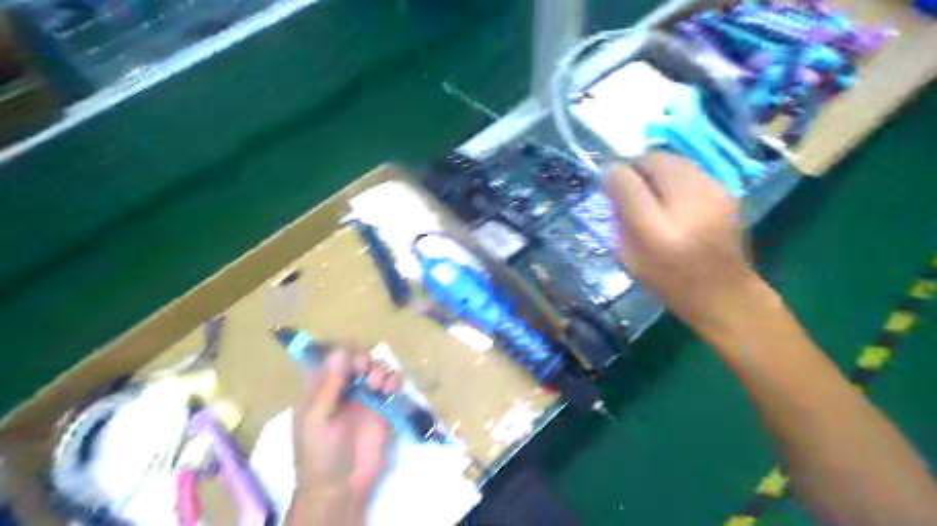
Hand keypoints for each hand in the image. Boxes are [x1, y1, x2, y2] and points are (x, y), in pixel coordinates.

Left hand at [288, 346, 400, 523]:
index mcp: (321, 389)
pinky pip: (392, 383)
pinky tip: (390, 388)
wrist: (342, 487)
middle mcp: (344, 388)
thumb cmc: (321, 454)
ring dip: (380, 368)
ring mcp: (365, 396)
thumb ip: (328, 386)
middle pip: (357, 357)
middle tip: (365, 372)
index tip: (351, 361)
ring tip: (378, 385)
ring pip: (376, 367)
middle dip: (363, 359)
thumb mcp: (316, 420)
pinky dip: (394, 379)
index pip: (332, 357)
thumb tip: (339, 351)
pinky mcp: (384, 406)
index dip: (343, 352)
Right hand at [609, 150, 760, 325]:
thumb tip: (611, 187)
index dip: (612, 175)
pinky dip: (674, 173)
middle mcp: (686, 204)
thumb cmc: (669, 282)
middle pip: (654, 160)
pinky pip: (691, 168)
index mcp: (656, 229)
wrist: (724, 291)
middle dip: (634, 164)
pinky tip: (671, 190)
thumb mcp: (630, 259)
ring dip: (654, 166)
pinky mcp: (726, 190)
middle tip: (626, 178)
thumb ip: (617, 221)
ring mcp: (712, 193)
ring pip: (674, 159)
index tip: (604, 177)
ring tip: (647, 182)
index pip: (627, 183)